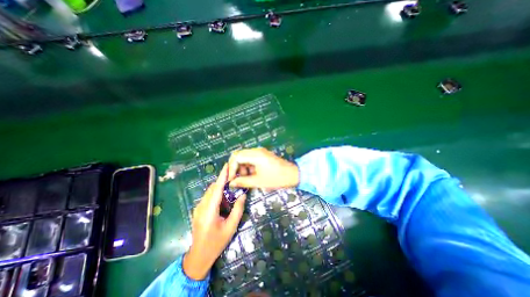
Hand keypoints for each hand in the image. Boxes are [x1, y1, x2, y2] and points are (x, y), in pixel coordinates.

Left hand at [183, 164, 246, 279]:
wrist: (199, 256)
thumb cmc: (216, 242)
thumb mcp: (231, 227)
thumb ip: (238, 209)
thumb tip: (243, 195)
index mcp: (209, 211)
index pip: (217, 189)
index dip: (222, 176)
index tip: (226, 165)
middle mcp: (201, 207)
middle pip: (212, 188)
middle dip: (223, 182)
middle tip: (234, 181)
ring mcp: (197, 208)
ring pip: (210, 192)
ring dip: (220, 189)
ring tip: (230, 193)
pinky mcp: (197, 210)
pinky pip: (208, 197)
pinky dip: (216, 195)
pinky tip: (223, 202)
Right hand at [227, 147, 299, 190]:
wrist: (293, 174)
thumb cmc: (277, 178)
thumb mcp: (258, 181)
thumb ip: (243, 182)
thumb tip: (231, 183)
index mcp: (255, 155)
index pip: (236, 157)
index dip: (231, 168)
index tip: (231, 179)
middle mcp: (256, 150)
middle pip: (239, 155)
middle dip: (235, 167)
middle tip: (236, 178)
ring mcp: (260, 152)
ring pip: (244, 157)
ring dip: (241, 167)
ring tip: (245, 178)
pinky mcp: (263, 155)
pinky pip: (250, 158)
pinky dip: (247, 166)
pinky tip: (250, 175)